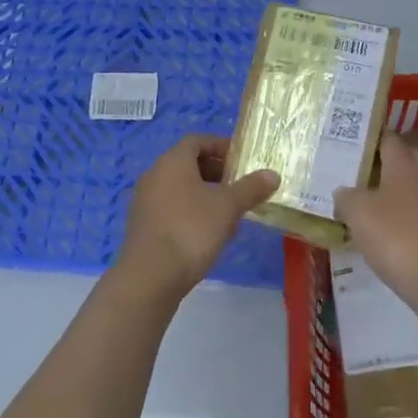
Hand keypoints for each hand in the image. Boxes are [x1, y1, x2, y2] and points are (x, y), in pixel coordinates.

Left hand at [116, 134, 279, 301]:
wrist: (150, 276)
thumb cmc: (190, 230)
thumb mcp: (227, 207)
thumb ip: (250, 188)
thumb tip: (272, 174)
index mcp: (172, 162)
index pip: (197, 141)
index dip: (221, 146)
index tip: (242, 160)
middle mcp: (154, 175)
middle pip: (188, 164)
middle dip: (217, 173)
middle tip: (241, 186)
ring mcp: (146, 201)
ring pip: (181, 189)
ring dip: (207, 195)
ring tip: (232, 214)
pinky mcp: (144, 226)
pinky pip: (172, 208)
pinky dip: (192, 212)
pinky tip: (211, 234)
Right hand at [333, 133, 417, 309]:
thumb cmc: (396, 236)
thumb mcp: (358, 212)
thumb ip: (346, 196)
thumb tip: (343, 192)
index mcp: (404, 163)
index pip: (388, 138)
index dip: (369, 137)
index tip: (348, 142)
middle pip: (403, 158)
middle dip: (382, 162)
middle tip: (354, 171)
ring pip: (411, 185)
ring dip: (391, 190)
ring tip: (364, 200)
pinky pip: (417, 211)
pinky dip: (401, 214)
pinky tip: (383, 228)